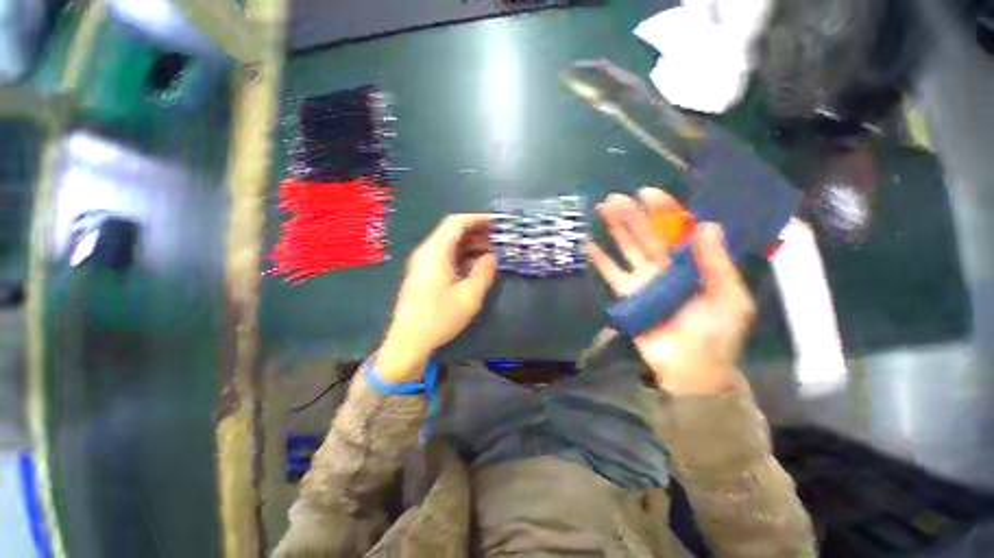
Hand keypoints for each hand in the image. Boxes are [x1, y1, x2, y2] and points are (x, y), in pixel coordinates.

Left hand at [378, 214, 497, 382]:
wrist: (408, 342)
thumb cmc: (439, 317)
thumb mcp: (470, 295)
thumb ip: (484, 272)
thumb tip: (492, 256)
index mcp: (436, 251)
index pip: (457, 223)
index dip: (478, 219)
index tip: (497, 222)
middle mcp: (427, 252)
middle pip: (452, 231)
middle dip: (476, 231)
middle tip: (498, 237)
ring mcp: (423, 263)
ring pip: (449, 244)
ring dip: (470, 244)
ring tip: (491, 250)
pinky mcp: (423, 275)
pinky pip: (445, 257)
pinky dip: (462, 256)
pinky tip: (475, 265)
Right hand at [587, 189, 754, 393]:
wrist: (691, 370)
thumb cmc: (717, 335)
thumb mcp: (730, 300)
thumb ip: (718, 265)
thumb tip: (708, 226)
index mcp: (693, 263)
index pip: (678, 231)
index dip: (665, 211)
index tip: (648, 193)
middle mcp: (666, 266)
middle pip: (647, 236)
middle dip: (632, 215)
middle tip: (614, 198)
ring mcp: (644, 280)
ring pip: (627, 249)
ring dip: (615, 230)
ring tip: (602, 210)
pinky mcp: (627, 295)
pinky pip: (611, 274)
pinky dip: (600, 261)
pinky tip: (589, 245)